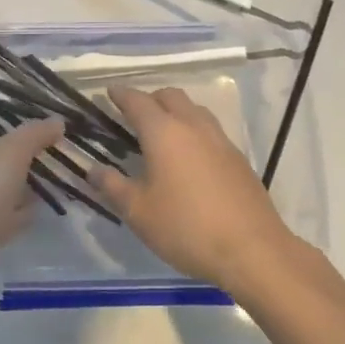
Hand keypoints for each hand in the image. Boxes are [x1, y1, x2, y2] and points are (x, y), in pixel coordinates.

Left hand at [0, 119, 65, 319]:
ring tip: (54, 179)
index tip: (31, 122)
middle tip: (51, 151)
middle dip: (17, 156)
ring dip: (20, 187)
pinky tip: (40, 211)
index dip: (0, 121)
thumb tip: (56, 122)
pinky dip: (18, 215)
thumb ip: (33, 135)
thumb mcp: (9, 154)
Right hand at [90, 86, 316, 295]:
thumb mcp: (138, 212)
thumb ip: (112, 186)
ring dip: (175, 112)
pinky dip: (193, 131)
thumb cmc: (186, 228)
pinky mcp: (238, 159)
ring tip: (160, 133)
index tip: (108, 93)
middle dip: (149, 98)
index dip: (120, 95)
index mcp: (164, 133)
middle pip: (170, 96)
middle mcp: (194, 127)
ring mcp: (221, 141)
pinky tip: (187, 157)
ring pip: (195, 110)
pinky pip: (210, 131)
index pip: (138, 101)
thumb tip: (92, 170)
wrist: (252, 251)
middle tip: (132, 114)